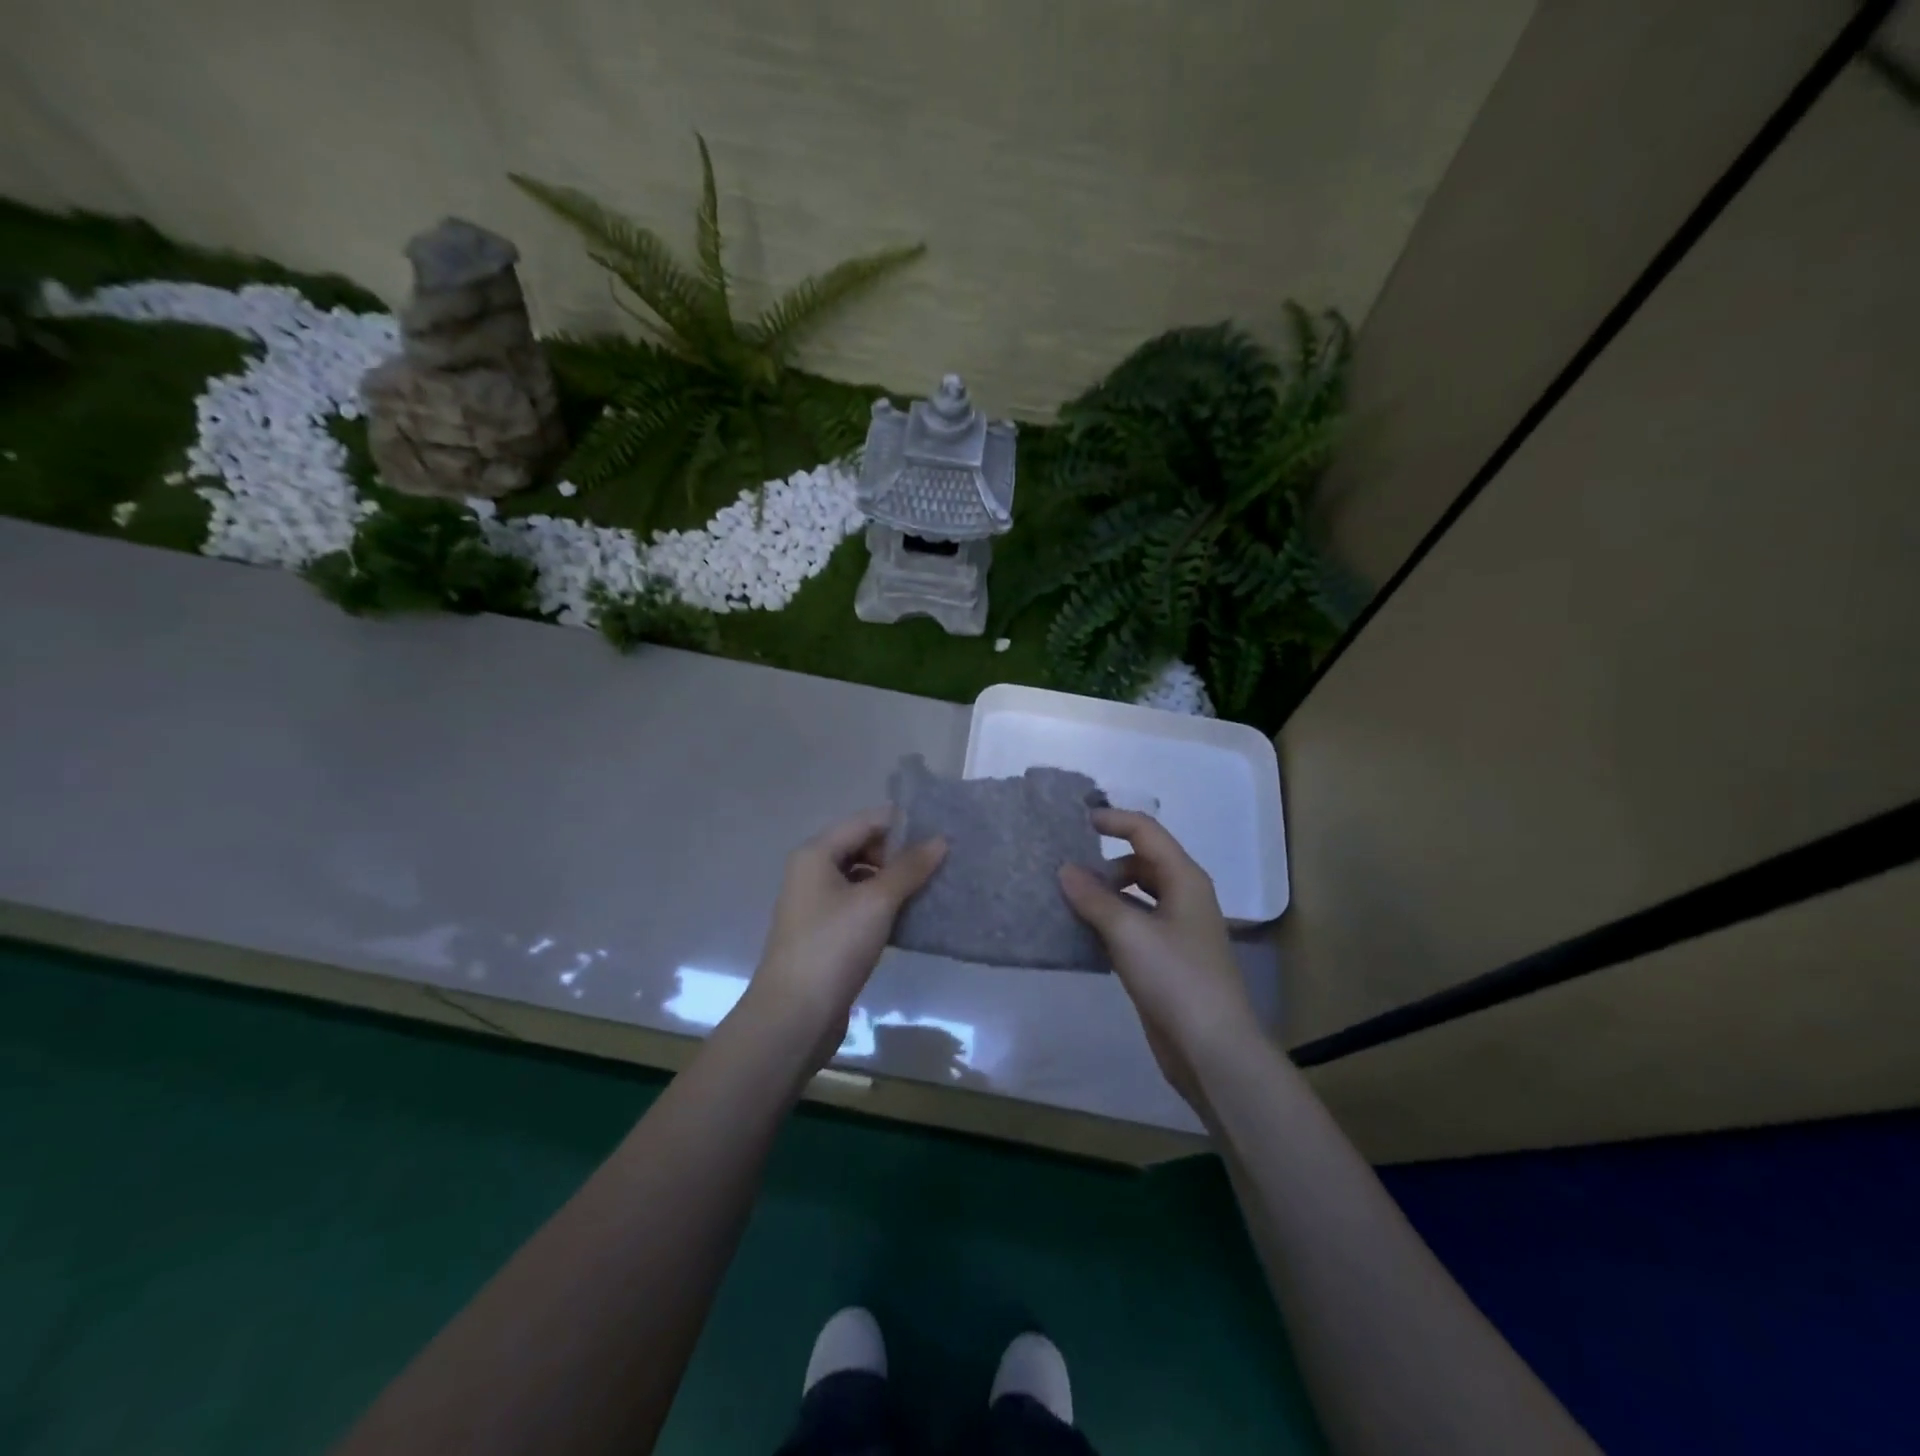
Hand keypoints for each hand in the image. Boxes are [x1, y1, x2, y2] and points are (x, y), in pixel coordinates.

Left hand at [745, 808, 945, 1064]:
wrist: (794, 1016)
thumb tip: (940, 840)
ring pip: (863, 878)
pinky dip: (884, 906)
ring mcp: (817, 904)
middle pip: (863, 847)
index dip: (903, 824)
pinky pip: (860, 905)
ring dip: (895, 881)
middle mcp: (812, 872)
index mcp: (816, 853)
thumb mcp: (876, 902)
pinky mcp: (826, 933)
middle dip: (900, 854)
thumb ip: (909, 868)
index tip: (941, 833)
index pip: (866, 821)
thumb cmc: (833, 947)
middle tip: (940, 865)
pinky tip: (911, 918)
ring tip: (933, 889)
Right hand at [1058, 809, 1261, 1110]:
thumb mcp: (1129, 932)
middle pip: (1141, 863)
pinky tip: (1081, 934)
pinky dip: (1109, 922)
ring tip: (1067, 902)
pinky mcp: (1165, 960)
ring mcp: (1176, 931)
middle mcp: (1183, 898)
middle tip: (1066, 873)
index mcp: (1185, 879)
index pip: (1147, 832)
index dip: (1113, 820)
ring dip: (1105, 895)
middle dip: (1105, 863)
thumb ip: (1094, 898)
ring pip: (1136, 897)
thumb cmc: (1176, 978)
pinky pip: (1133, 926)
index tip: (1076, 820)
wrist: (1212, 1049)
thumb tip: (1065, 869)